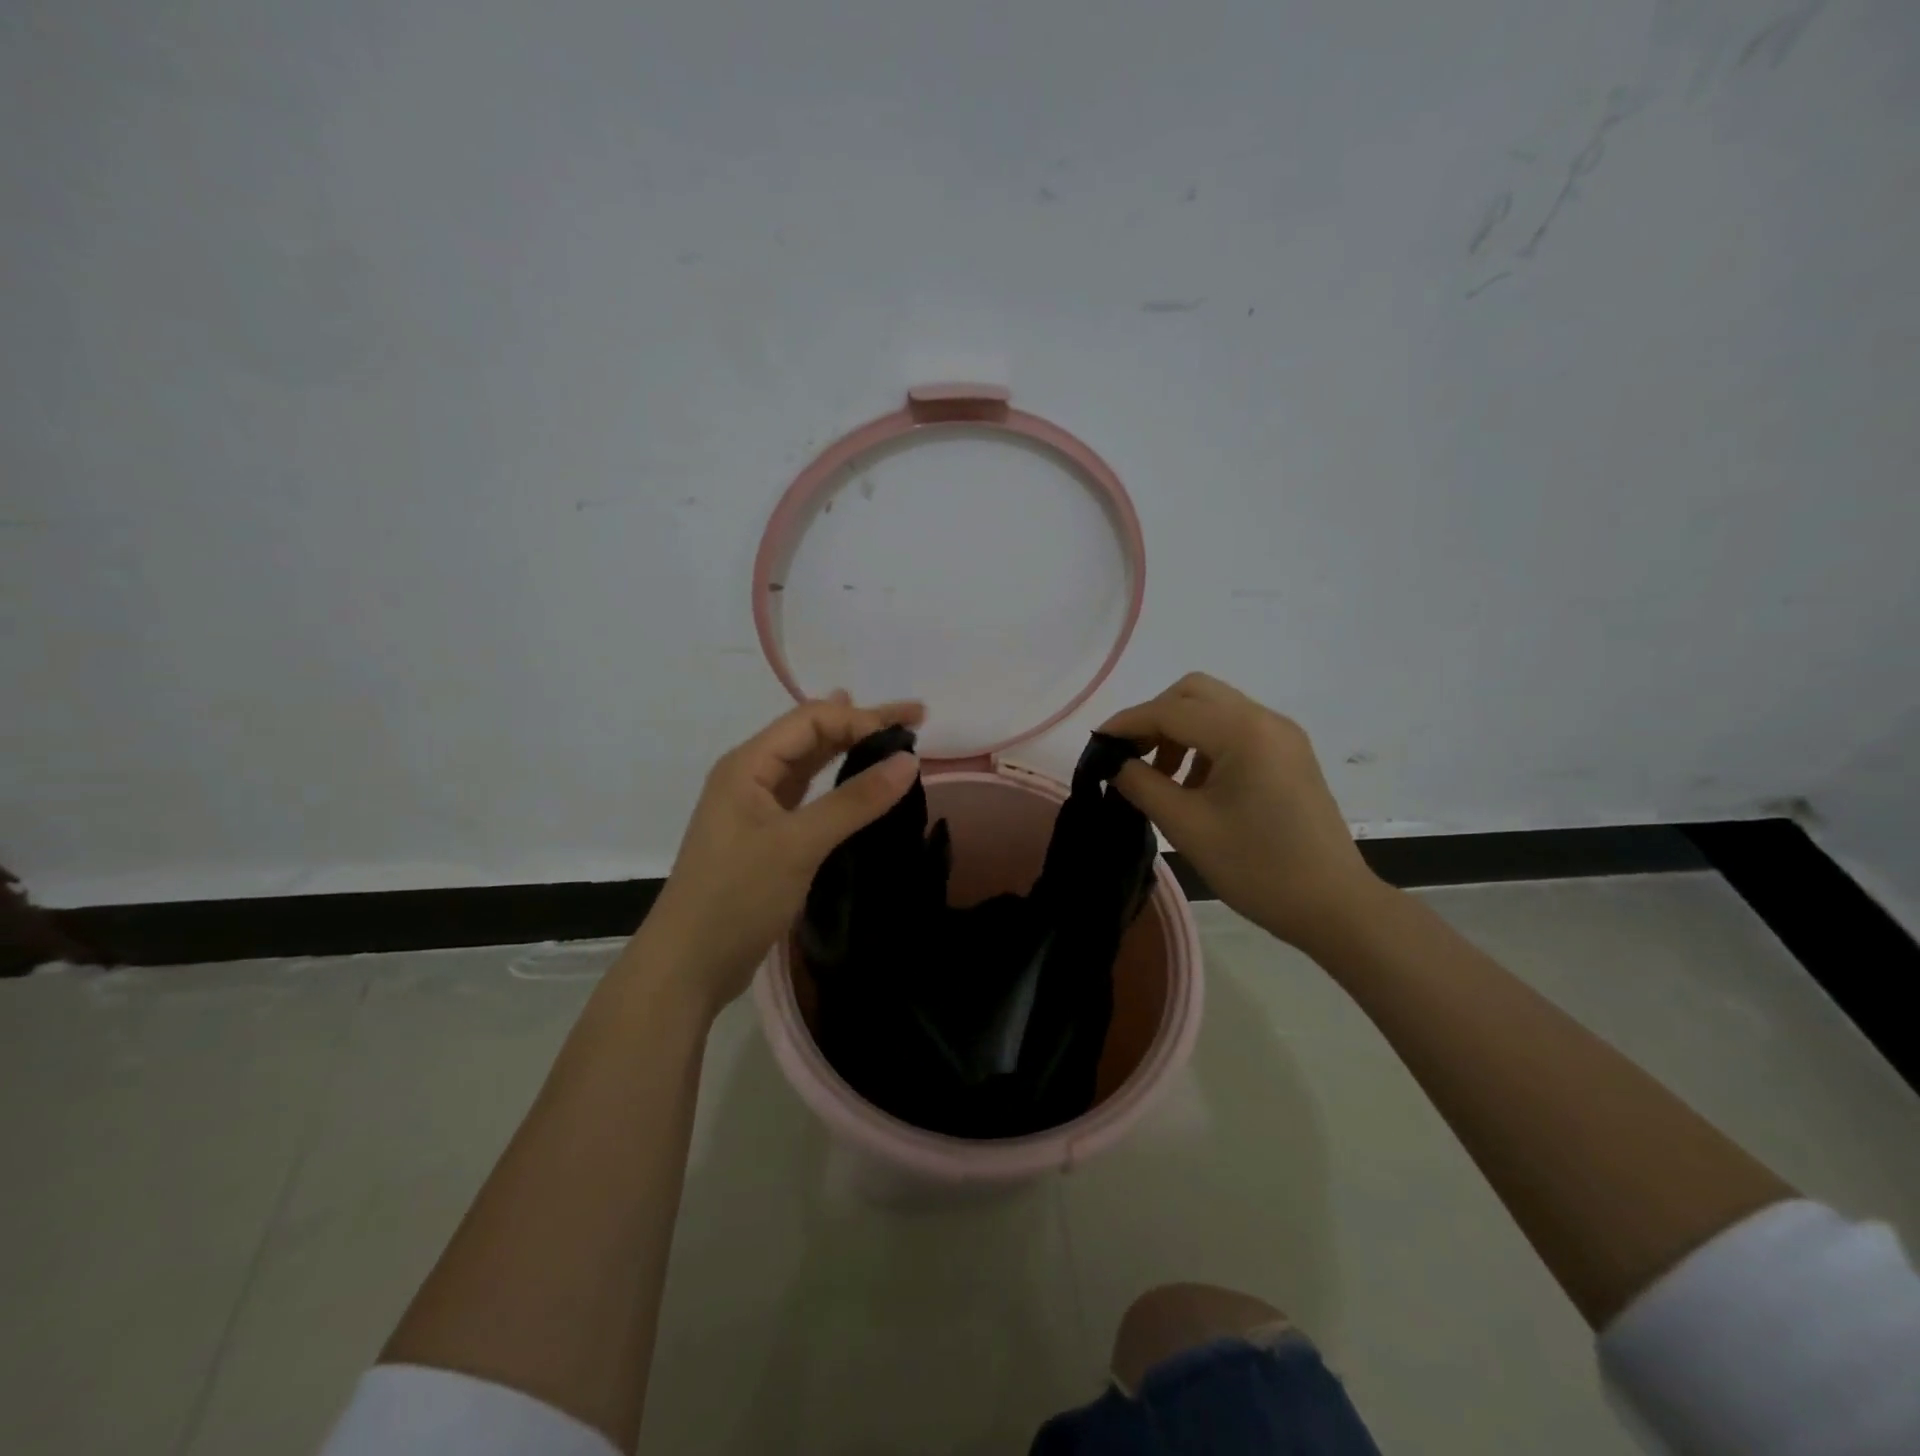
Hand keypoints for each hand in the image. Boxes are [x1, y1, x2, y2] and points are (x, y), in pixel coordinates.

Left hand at [632, 692, 923, 1017]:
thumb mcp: (798, 844)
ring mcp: (758, 807)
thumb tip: (909, 760)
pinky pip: (810, 795)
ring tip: (891, 734)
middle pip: (812, 734)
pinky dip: (839, 782)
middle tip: (916, 717)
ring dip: (851, 748)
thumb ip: (854, 800)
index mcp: (748, 764)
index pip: (811, 720)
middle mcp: (751, 776)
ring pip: (811, 763)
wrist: (689, 965)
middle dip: (863, 723)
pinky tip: (855, 777)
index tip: (909, 734)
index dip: (860, 719)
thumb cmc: (737, 897)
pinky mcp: (768, 837)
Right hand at [1099, 673, 1384, 949]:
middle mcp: (1266, 720)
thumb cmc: (1257, 868)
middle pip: (1194, 693)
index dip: (1127, 724)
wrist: (1334, 906)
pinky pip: (1235, 730)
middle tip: (1131, 756)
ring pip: (1215, 709)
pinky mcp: (1288, 755)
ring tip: (1160, 777)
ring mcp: (1282, 736)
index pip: (1170, 711)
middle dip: (1154, 718)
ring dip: (1179, 730)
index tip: (1095, 744)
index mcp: (1243, 733)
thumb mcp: (1187, 826)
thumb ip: (1141, 784)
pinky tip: (1193, 784)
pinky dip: (1204, 744)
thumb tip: (1112, 762)